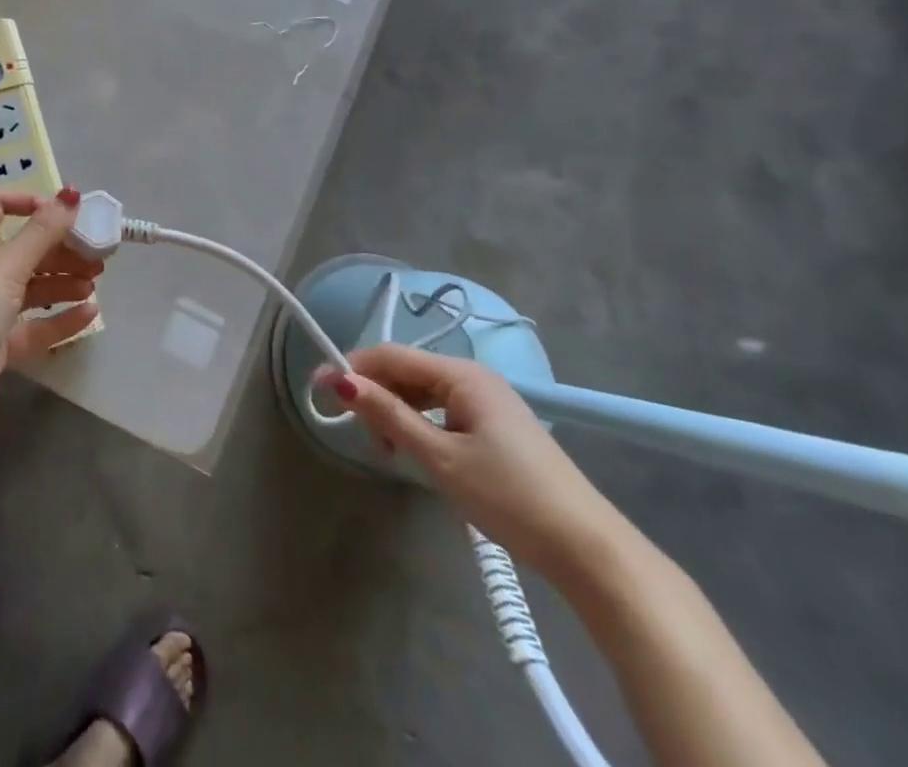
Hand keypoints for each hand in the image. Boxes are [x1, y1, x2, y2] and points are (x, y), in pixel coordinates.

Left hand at [0, 188, 102, 433]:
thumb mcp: (6, 268)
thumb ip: (42, 232)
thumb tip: (70, 194)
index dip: (27, 203)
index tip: (62, 212)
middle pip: (20, 249)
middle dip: (58, 249)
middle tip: (95, 252)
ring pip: (30, 287)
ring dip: (62, 281)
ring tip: (95, 281)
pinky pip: (33, 324)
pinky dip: (60, 317)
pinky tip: (90, 313)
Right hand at [329, 345, 627, 581]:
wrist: (589, 551)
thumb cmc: (509, 497)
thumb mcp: (440, 457)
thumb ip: (388, 415)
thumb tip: (340, 381)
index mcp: (462, 374)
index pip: (391, 356)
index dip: (351, 368)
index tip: (318, 390)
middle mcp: (474, 377)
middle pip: (407, 371)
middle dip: (375, 395)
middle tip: (360, 435)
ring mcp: (488, 401)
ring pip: (423, 393)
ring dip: (396, 413)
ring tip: (387, 450)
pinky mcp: (497, 427)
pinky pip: (443, 411)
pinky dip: (420, 424)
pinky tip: (415, 451)